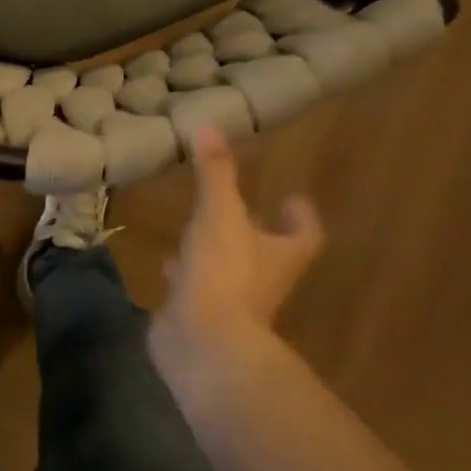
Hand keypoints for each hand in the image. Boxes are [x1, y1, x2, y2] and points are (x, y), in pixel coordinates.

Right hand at [149, 125, 324, 413]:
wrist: (203, 344)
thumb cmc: (224, 274)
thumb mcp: (220, 214)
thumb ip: (216, 173)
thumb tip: (209, 125)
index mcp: (279, 256)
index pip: (304, 235)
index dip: (301, 217)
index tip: (294, 198)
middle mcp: (262, 281)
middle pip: (268, 255)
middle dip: (254, 234)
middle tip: (236, 209)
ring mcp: (231, 304)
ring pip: (228, 273)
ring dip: (214, 254)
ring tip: (193, 232)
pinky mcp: (200, 318)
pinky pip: (195, 292)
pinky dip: (184, 277)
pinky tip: (165, 265)